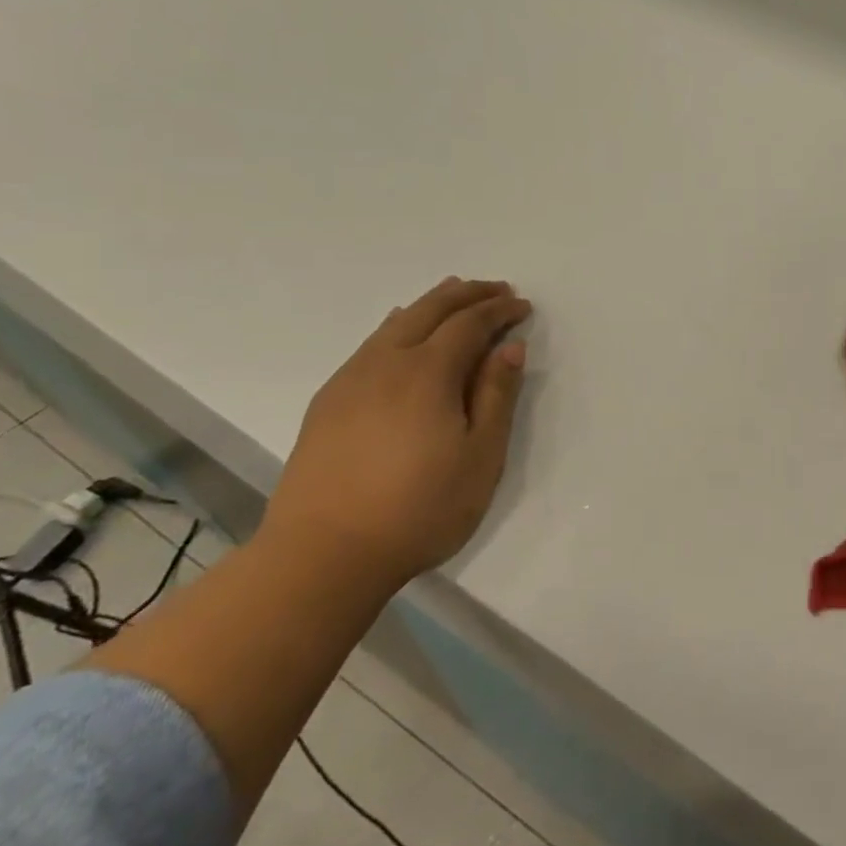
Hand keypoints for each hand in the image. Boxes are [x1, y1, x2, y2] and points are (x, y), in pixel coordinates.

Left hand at [263, 277, 533, 588]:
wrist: (322, 556)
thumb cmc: (419, 508)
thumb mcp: (480, 455)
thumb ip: (497, 395)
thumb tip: (510, 348)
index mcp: (427, 373)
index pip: (469, 323)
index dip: (499, 310)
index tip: (523, 305)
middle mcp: (386, 363)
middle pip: (430, 310)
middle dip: (468, 294)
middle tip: (497, 288)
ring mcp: (350, 381)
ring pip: (395, 324)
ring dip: (431, 304)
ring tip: (454, 295)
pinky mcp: (327, 403)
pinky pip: (370, 345)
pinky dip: (398, 326)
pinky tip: (400, 333)